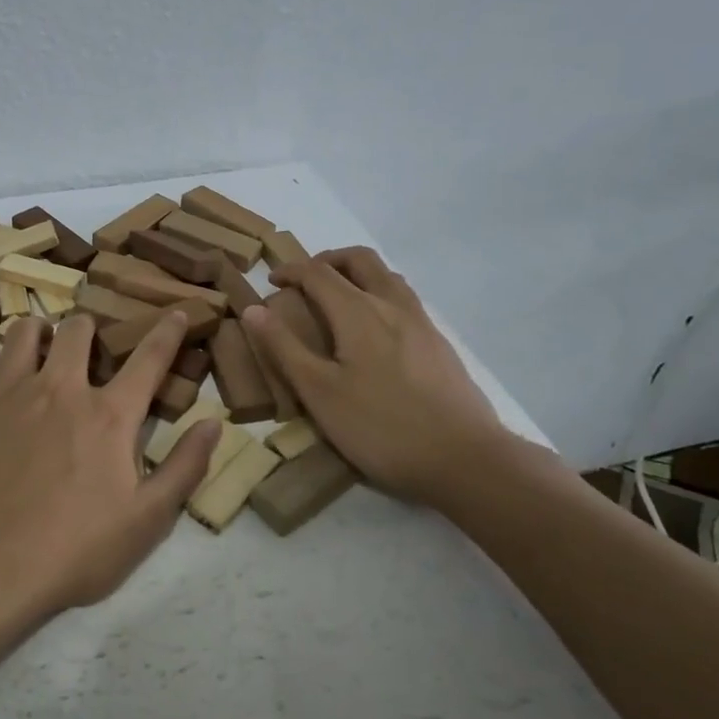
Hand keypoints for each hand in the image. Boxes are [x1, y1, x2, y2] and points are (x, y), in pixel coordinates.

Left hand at [0, 312, 220, 613]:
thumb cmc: (75, 549)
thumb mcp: (147, 520)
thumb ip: (185, 468)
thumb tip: (214, 422)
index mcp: (110, 414)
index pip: (149, 359)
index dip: (168, 331)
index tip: (178, 312)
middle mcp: (62, 386)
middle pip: (79, 329)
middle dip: (88, 330)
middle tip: (85, 350)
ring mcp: (11, 388)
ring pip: (25, 329)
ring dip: (36, 333)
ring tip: (36, 351)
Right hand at [243, 247, 511, 502]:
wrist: (465, 459)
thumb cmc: (381, 427)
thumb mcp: (319, 392)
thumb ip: (284, 347)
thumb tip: (253, 308)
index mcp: (358, 312)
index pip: (317, 272)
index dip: (290, 270)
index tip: (271, 281)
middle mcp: (391, 305)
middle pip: (359, 259)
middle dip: (327, 260)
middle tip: (305, 280)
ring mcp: (421, 322)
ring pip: (387, 276)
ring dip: (356, 273)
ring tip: (337, 299)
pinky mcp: (439, 344)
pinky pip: (404, 299)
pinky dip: (379, 294)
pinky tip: (373, 331)